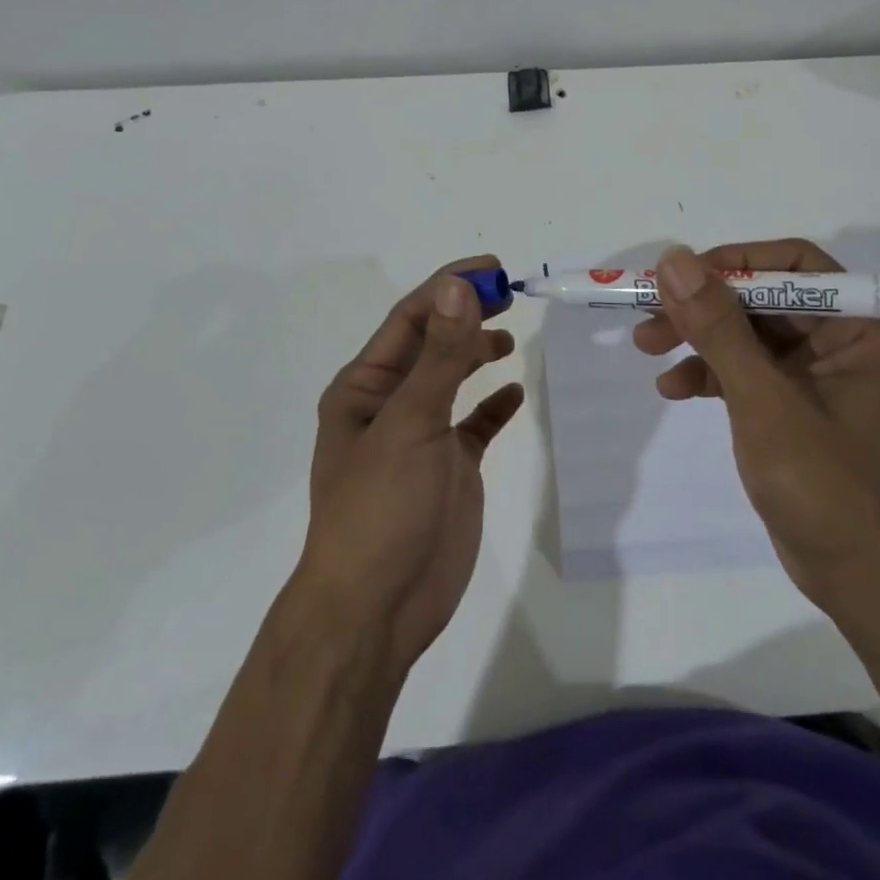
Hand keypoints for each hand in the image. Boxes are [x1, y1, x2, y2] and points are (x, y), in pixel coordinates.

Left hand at [299, 258, 523, 674]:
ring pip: (452, 380)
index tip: (493, 269)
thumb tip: (458, 287)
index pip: (410, 318)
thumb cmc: (381, 508)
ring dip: (477, 353)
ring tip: (508, 338)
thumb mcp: (411, 423)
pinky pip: (474, 424)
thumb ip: (440, 356)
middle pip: (433, 343)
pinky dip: (493, 406)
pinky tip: (514, 394)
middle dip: (466, 315)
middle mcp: (390, 404)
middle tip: (510, 294)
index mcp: (365, 387)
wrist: (377, 610)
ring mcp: (421, 438)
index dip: (448, 287)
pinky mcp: (449, 469)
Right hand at [633, 240, 879, 611]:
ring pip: (752, 333)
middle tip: (647, 313)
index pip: (794, 266)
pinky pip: (752, 370)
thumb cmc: (827, 488)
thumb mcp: (764, 401)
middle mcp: (851, 339)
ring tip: (646, 347)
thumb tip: (674, 261)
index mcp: (867, 327)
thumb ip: (718, 328)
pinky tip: (674, 388)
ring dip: (700, 339)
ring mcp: (826, 373)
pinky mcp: (802, 403)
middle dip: (704, 307)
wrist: (862, 582)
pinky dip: (713, 374)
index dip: (731, 263)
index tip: (677, 275)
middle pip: (766, 298)